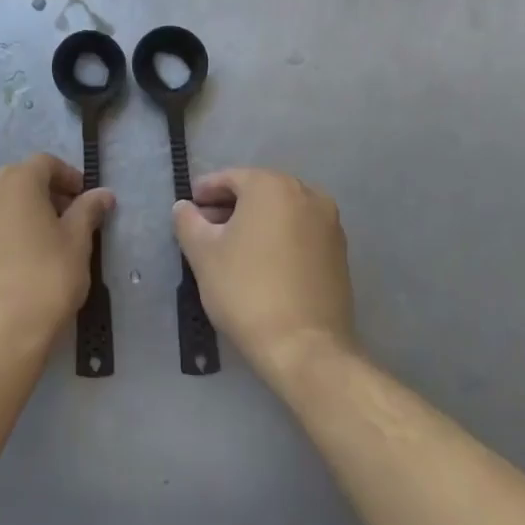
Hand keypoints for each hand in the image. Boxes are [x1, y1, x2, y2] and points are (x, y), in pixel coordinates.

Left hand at [0, 154, 114, 363]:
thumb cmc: (46, 279)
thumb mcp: (77, 243)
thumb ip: (88, 211)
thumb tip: (103, 194)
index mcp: (15, 180)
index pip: (46, 163)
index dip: (69, 177)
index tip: (87, 199)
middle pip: (21, 179)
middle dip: (47, 193)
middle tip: (71, 220)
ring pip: (1, 201)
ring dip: (25, 211)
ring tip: (48, 240)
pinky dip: (5, 228)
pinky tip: (22, 256)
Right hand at [173, 168, 357, 388]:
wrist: (304, 346)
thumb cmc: (246, 290)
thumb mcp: (203, 254)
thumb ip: (188, 221)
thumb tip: (185, 207)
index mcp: (271, 186)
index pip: (229, 178)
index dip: (204, 192)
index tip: (189, 210)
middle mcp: (306, 194)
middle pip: (258, 191)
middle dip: (230, 206)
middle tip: (206, 229)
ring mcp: (329, 223)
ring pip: (282, 211)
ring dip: (255, 222)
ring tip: (232, 248)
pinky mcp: (339, 251)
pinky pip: (300, 231)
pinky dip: (279, 237)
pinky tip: (262, 262)